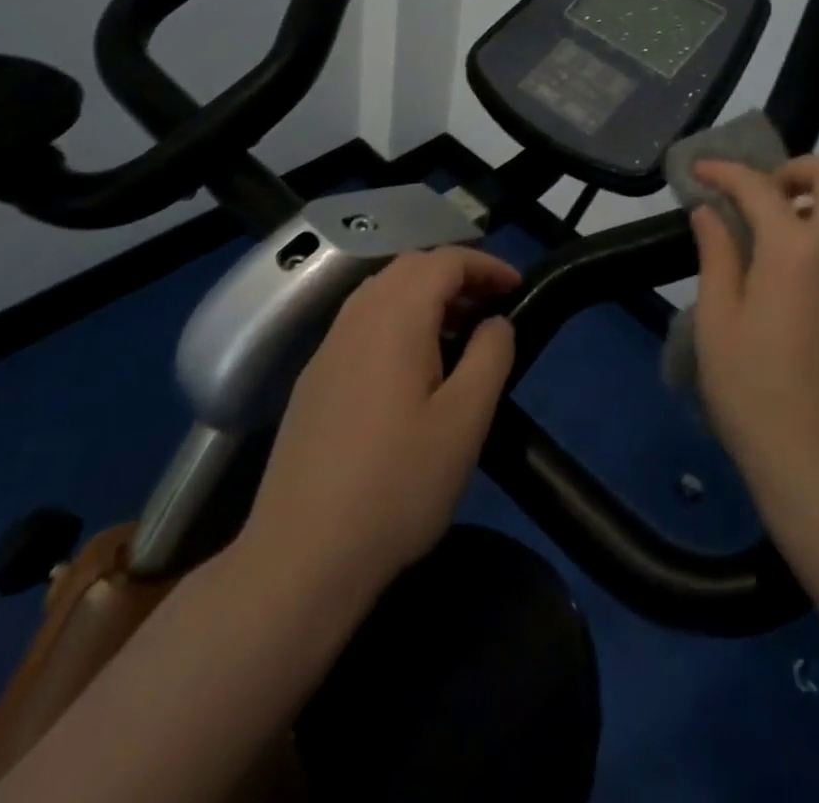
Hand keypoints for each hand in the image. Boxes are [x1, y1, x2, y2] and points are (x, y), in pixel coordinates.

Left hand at [237, 246, 518, 601]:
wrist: (301, 558)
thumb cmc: (396, 486)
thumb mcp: (465, 421)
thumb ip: (490, 356)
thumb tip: (496, 321)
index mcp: (394, 317)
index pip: (444, 260)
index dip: (485, 264)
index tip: (517, 287)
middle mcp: (355, 318)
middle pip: (410, 267)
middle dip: (456, 274)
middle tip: (492, 306)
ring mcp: (327, 348)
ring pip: (382, 292)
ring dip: (426, 296)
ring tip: (460, 334)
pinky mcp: (314, 380)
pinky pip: (363, 323)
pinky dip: (399, 320)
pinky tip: (414, 368)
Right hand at [690, 156, 818, 500]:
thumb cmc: (754, 392)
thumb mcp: (718, 321)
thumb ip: (716, 255)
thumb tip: (710, 213)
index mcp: (797, 251)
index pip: (761, 187)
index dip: (726, 172)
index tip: (699, 173)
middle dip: (794, 168)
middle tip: (755, 197)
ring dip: (806, 205)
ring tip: (758, 240)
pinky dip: (816, 240)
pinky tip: (781, 282)